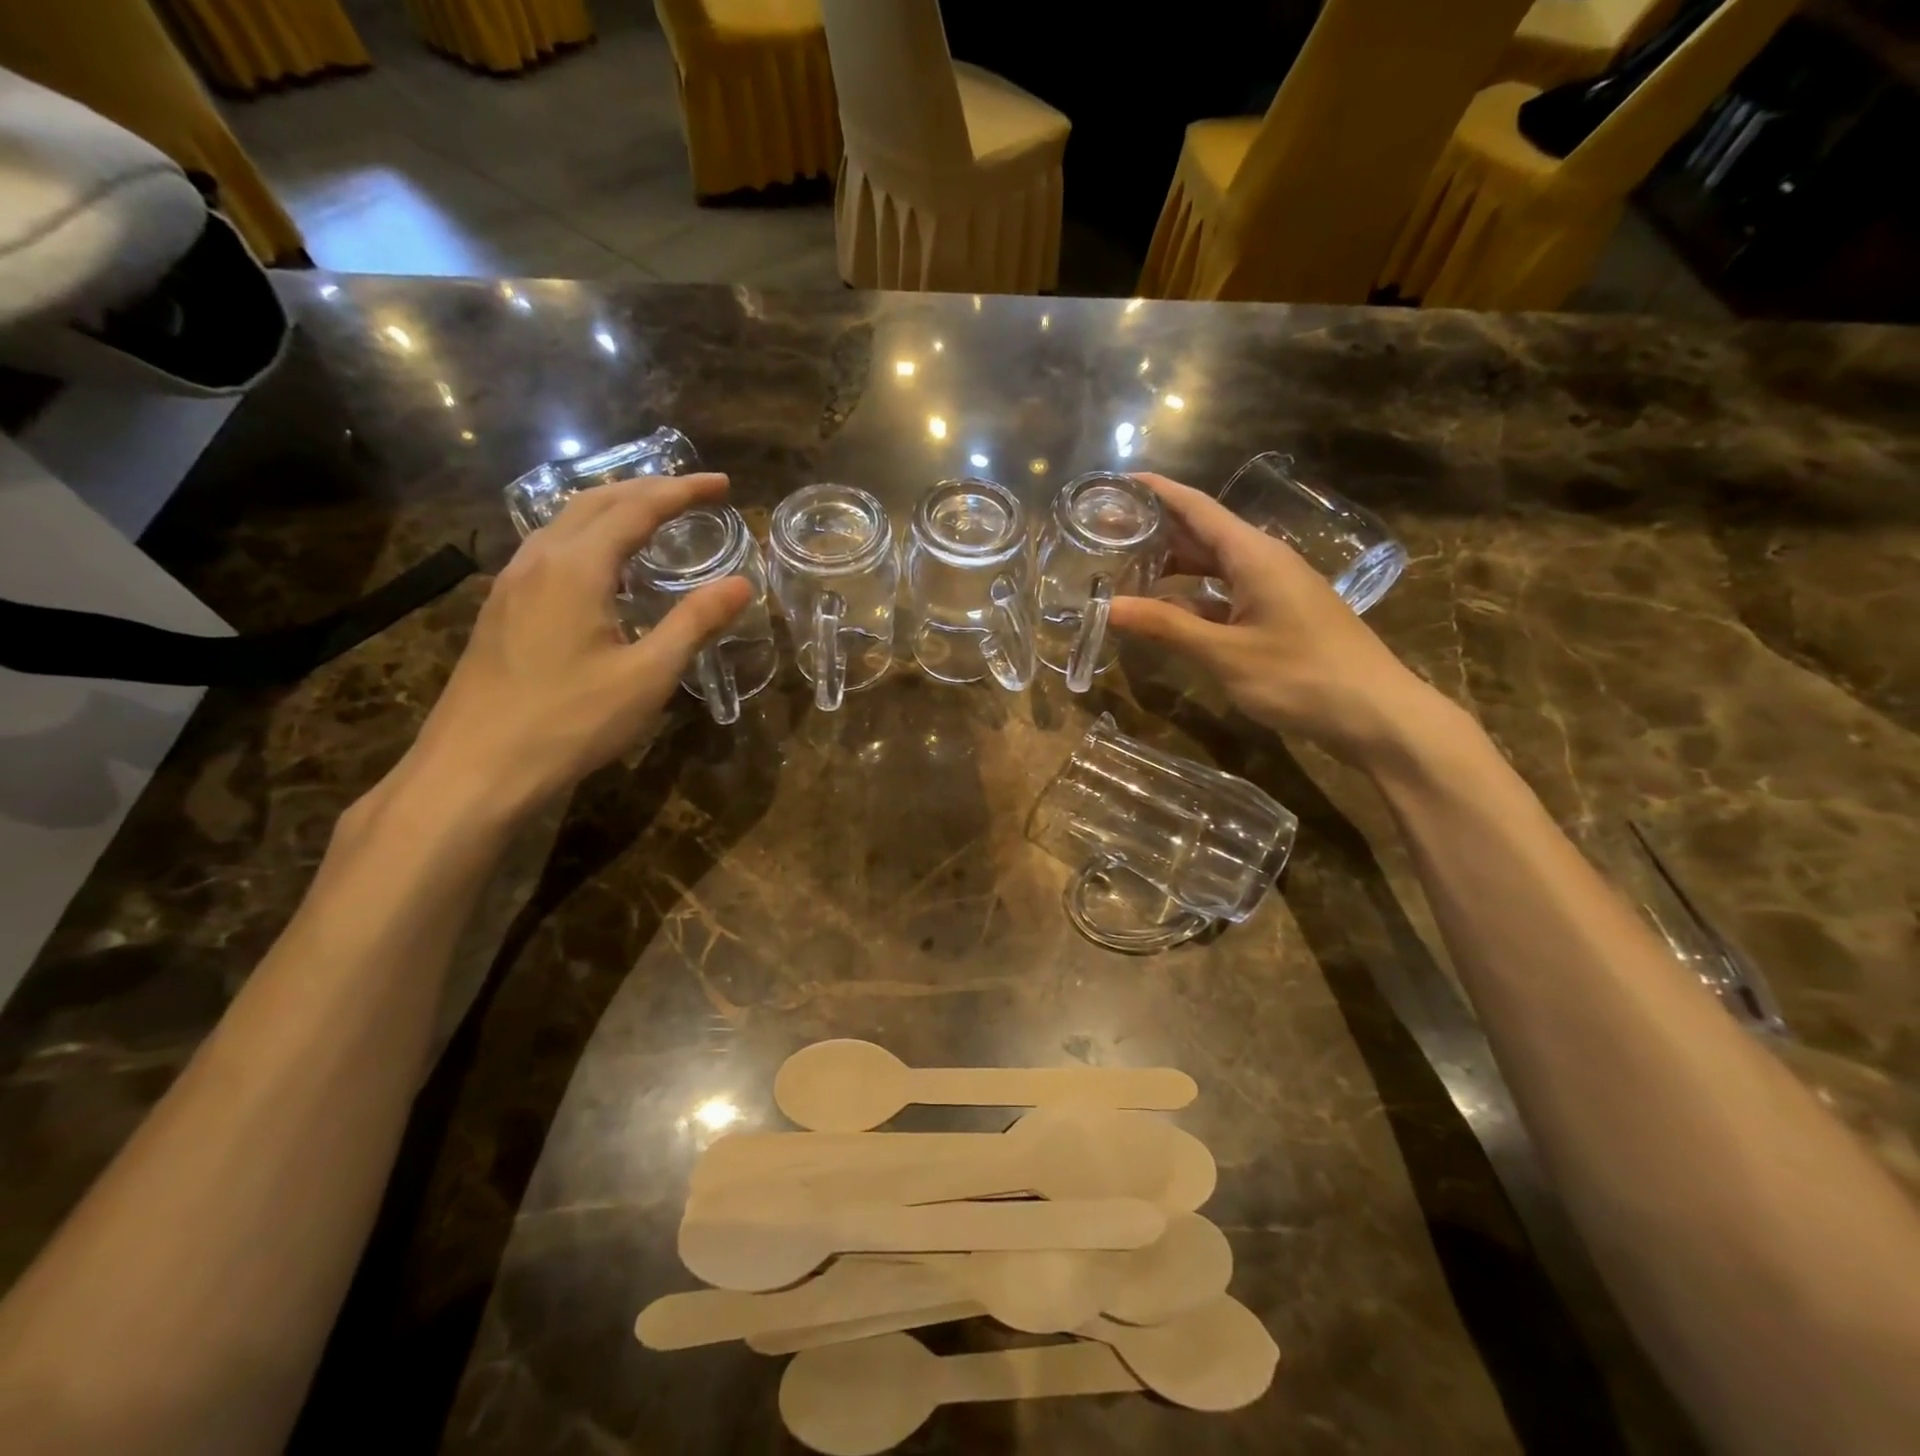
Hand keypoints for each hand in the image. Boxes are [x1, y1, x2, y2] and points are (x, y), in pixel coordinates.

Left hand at [384, 473, 752, 824]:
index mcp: (577, 567)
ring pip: (566, 521)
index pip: (637, 508)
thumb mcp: (648, 675)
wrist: (475, 767)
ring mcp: (511, 582)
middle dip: (649, 489)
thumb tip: (740, 584)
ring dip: (615, 508)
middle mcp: (539, 559)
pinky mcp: (501, 607)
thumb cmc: (571, 721)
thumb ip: (695, 623)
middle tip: (695, 494)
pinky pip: (551, 548)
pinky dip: (590, 536)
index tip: (723, 485)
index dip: (682, 491)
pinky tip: (604, 566)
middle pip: (597, 501)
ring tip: (655, 518)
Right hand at [1108, 473, 1449, 767]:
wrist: (1376, 714)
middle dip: (1155, 532)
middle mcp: (1263, 562)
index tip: (1116, 482)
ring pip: (1212, 568)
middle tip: (1104, 537)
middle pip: (1201, 534)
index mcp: (1253, 555)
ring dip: (1171, 569)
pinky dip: (1192, 600)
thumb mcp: (1225, 653)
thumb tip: (1107, 607)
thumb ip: (1166, 627)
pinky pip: (1225, 595)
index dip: (1156, 491)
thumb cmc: (1301, 676)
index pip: (1197, 507)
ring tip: (1123, 573)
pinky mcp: (1277, 616)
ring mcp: (1273, 590)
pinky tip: (1165, 614)